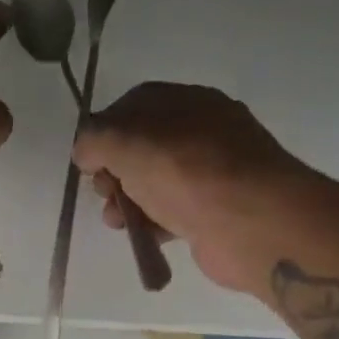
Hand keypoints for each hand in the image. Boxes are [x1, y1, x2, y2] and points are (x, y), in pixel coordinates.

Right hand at [72, 82, 308, 292]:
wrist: (251, 222)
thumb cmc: (186, 172)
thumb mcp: (126, 141)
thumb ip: (95, 139)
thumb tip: (86, 151)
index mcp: (184, 102)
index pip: (133, 106)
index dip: (103, 131)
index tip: (87, 160)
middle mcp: (200, 131)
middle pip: (140, 147)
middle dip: (112, 171)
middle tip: (104, 191)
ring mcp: (210, 173)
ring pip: (153, 183)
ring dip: (126, 202)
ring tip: (118, 221)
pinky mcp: (214, 211)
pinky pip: (171, 212)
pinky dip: (151, 223)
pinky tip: (141, 236)